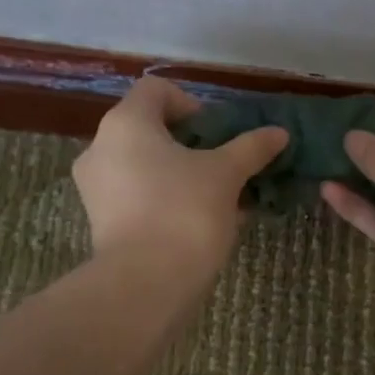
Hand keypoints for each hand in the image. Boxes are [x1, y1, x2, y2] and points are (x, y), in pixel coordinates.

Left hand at [73, 77, 287, 276]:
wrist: (145, 284)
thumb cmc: (185, 212)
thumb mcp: (226, 175)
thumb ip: (251, 148)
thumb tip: (279, 132)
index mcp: (126, 123)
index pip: (156, 90)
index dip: (191, 103)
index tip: (216, 133)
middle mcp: (100, 147)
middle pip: (149, 128)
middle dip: (190, 143)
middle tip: (222, 165)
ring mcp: (96, 186)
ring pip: (143, 164)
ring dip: (179, 173)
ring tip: (216, 197)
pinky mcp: (100, 220)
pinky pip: (136, 194)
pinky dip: (164, 198)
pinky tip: (198, 221)